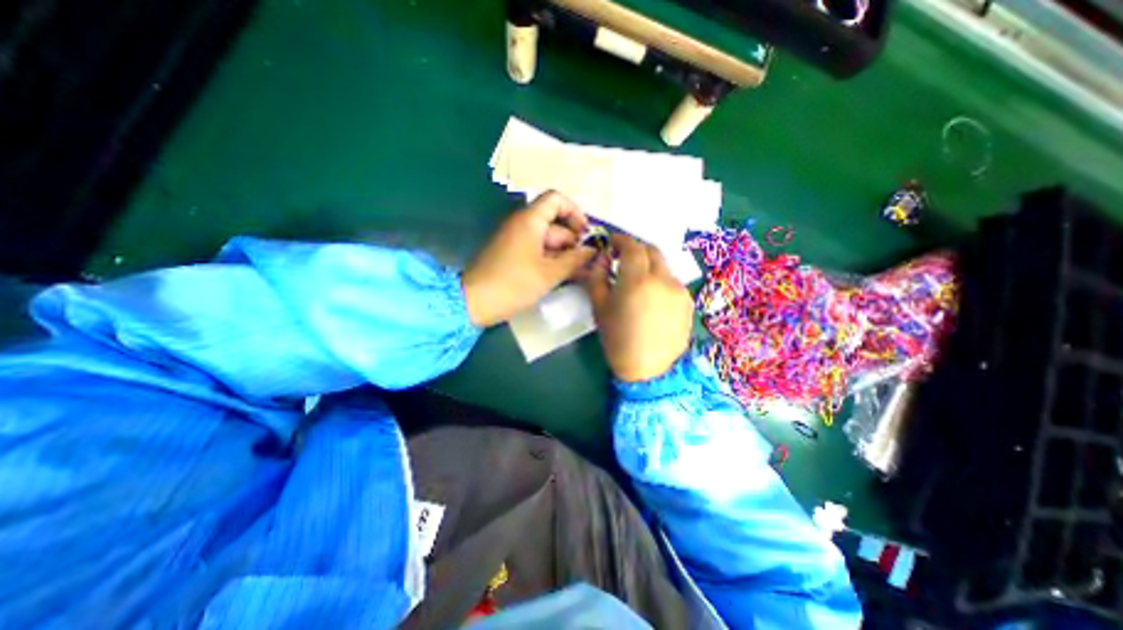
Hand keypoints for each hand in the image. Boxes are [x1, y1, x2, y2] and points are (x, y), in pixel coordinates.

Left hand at [460, 189, 594, 328]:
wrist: (475, 302)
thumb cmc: (514, 284)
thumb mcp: (550, 273)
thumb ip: (575, 260)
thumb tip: (592, 251)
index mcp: (530, 220)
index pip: (556, 200)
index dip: (575, 212)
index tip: (586, 234)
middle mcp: (522, 225)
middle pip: (555, 224)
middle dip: (573, 242)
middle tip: (589, 263)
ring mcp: (516, 240)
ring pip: (547, 241)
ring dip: (564, 255)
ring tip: (580, 273)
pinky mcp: (512, 255)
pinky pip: (537, 251)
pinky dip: (551, 261)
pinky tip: (564, 276)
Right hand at [578, 233, 693, 380]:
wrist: (649, 370)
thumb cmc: (618, 339)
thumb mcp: (599, 307)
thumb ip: (597, 277)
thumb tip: (601, 258)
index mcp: (638, 280)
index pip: (632, 246)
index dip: (620, 240)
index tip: (611, 243)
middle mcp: (663, 279)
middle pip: (652, 250)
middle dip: (636, 249)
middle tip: (624, 258)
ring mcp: (679, 290)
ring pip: (663, 266)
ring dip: (649, 266)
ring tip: (638, 282)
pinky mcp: (688, 302)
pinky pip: (672, 282)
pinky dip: (660, 281)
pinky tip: (652, 297)